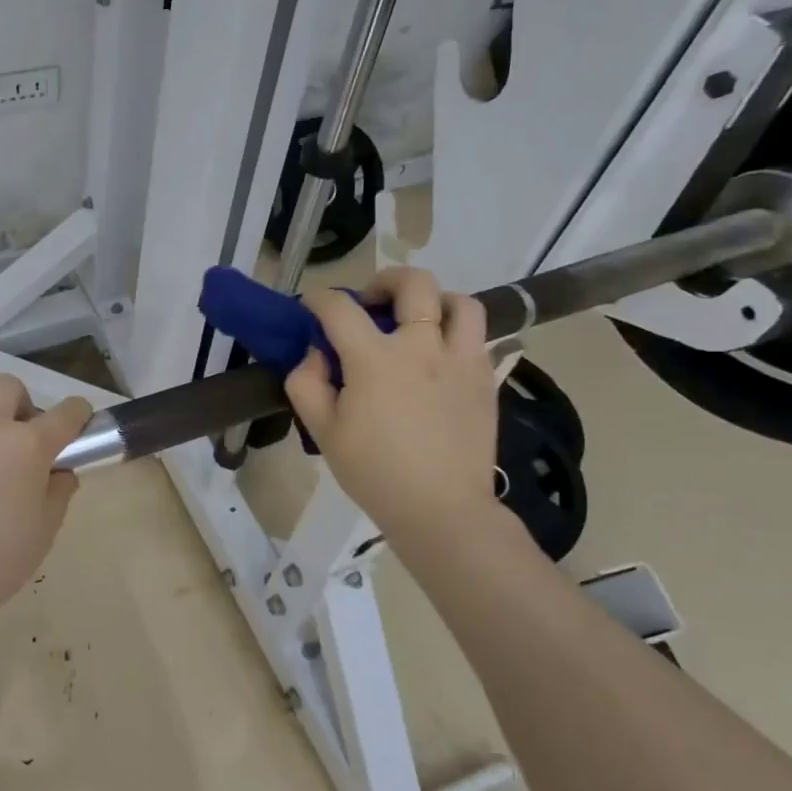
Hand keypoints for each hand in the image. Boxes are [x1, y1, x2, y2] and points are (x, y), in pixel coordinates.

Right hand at [283, 267, 502, 553]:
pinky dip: (455, 333)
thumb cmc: (373, 472)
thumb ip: (306, 383)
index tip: (311, 307)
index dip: (318, 299)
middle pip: (413, 284)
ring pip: (459, 302)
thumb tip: (315, 354)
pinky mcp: (485, 379)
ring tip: (416, 321)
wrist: (441, 509)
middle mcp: (422, 347)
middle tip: (370, 302)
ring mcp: (460, 360)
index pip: (340, 308)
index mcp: (374, 359)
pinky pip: (477, 337)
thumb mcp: (321, 431)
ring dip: (433, 300)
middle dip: (384, 281)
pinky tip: (438, 356)